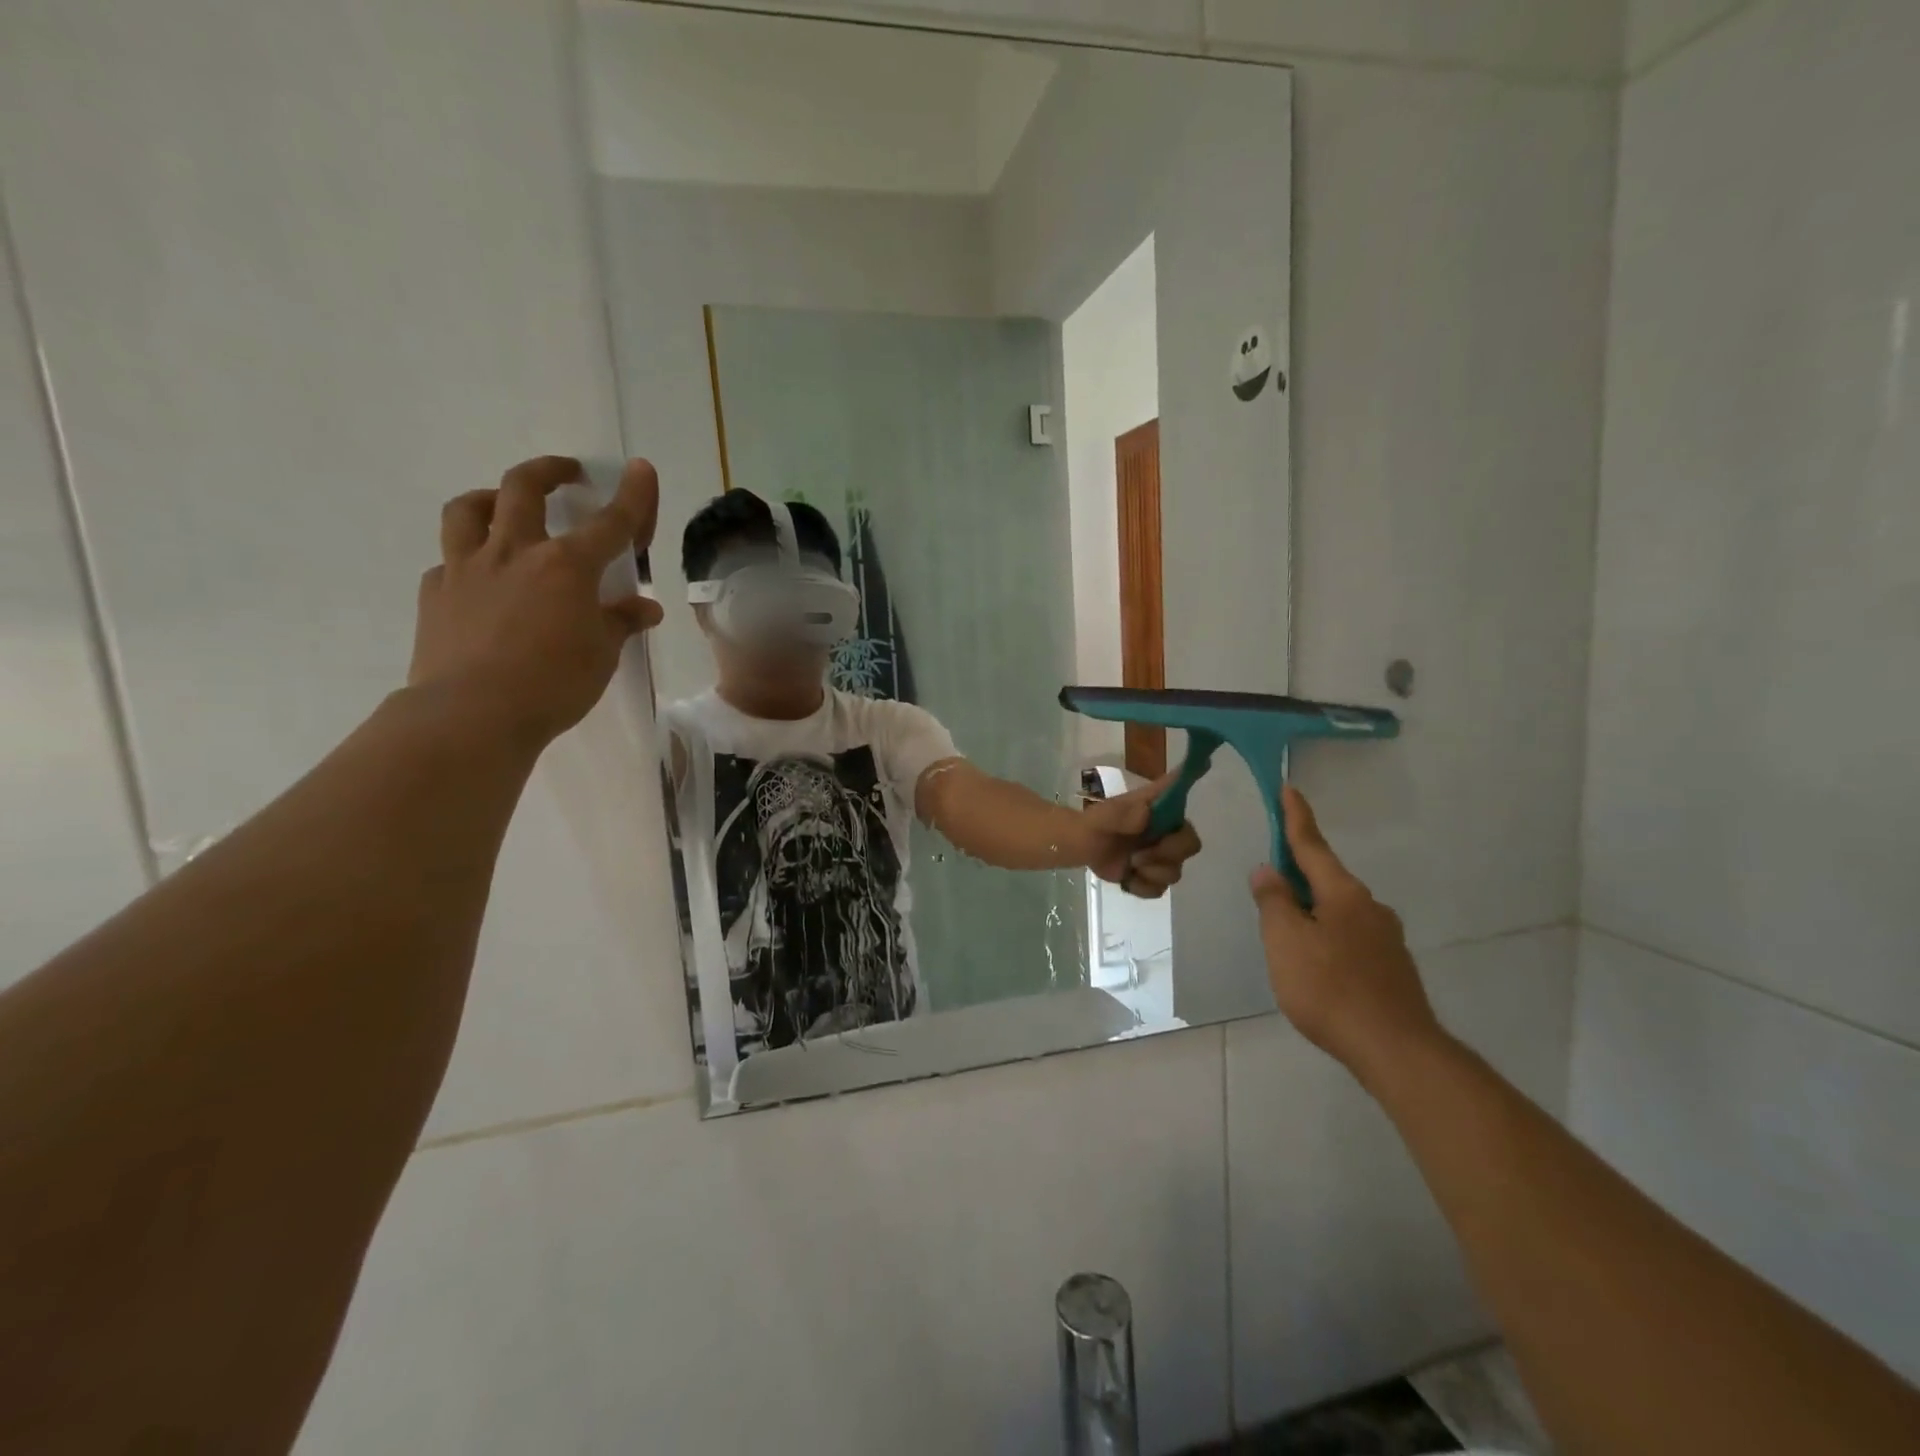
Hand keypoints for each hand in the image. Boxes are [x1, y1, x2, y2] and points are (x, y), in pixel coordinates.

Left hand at [408, 455, 663, 745]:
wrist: (472, 714)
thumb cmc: (554, 684)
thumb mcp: (602, 654)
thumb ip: (621, 623)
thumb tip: (646, 608)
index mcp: (566, 566)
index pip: (610, 522)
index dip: (632, 496)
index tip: (641, 468)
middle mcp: (515, 553)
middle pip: (523, 488)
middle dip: (548, 471)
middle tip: (566, 473)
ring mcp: (467, 569)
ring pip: (468, 510)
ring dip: (490, 498)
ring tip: (501, 505)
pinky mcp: (434, 593)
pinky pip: (448, 562)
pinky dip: (466, 560)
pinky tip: (478, 580)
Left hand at [1080, 775, 1201, 898]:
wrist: (1083, 848)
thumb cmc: (1097, 823)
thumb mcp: (1103, 816)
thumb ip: (1122, 813)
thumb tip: (1146, 813)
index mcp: (1158, 807)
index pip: (1179, 790)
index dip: (1194, 776)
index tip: (1206, 761)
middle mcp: (1167, 829)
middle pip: (1190, 844)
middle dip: (1168, 854)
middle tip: (1140, 856)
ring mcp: (1162, 854)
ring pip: (1175, 871)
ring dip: (1151, 872)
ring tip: (1130, 865)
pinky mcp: (1153, 876)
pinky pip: (1160, 889)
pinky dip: (1142, 887)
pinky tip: (1127, 879)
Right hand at [1249, 786, 1443, 1077]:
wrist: (1397, 1050)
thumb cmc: (1330, 988)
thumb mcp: (1284, 941)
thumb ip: (1273, 902)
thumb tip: (1268, 871)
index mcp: (1342, 894)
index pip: (1312, 846)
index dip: (1296, 818)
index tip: (1289, 789)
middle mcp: (1369, 908)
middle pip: (1325, 880)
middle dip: (1298, 876)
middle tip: (1270, 885)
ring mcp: (1385, 939)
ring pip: (1337, 912)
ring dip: (1311, 911)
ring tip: (1287, 939)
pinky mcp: (1391, 968)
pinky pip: (1349, 938)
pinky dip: (1326, 939)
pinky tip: (1316, 968)